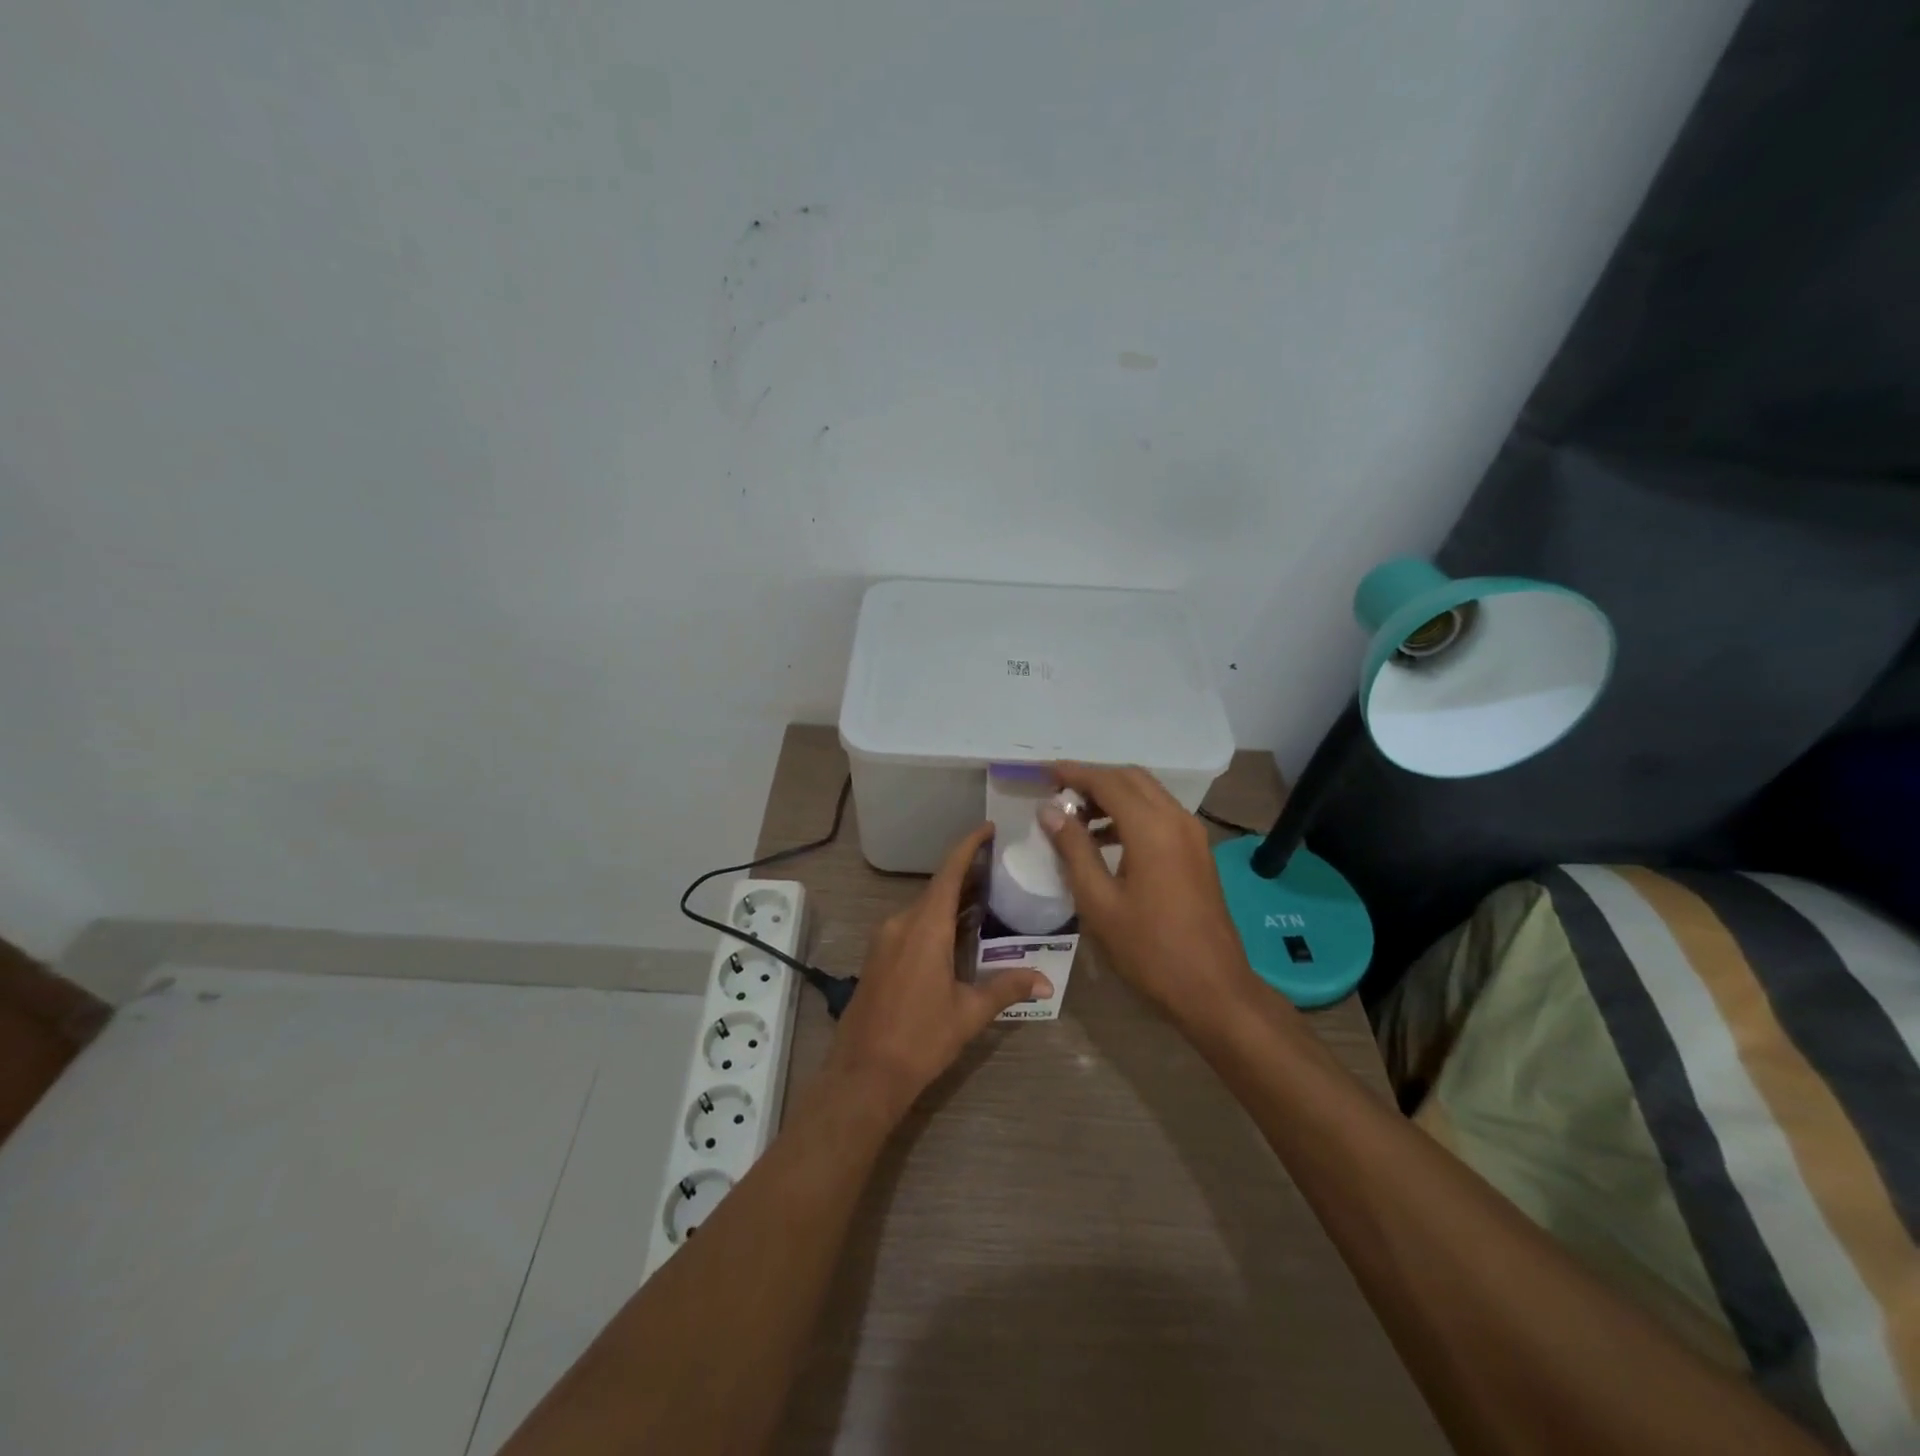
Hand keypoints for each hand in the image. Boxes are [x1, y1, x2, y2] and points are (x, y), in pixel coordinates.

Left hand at [822, 824, 1051, 1118]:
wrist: (863, 1074)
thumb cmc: (920, 1039)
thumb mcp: (969, 1013)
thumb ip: (1006, 989)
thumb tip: (1045, 981)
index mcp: (925, 927)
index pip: (950, 872)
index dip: (969, 846)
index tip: (989, 828)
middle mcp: (902, 923)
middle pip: (938, 888)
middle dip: (968, 876)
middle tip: (1001, 869)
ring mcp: (886, 939)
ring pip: (924, 908)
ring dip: (952, 901)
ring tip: (986, 899)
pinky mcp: (879, 956)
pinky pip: (912, 925)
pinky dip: (936, 920)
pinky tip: (957, 934)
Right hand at [1042, 763, 1264, 1031]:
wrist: (1212, 987)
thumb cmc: (1148, 949)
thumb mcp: (1098, 901)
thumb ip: (1073, 849)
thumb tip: (1050, 810)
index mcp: (1151, 828)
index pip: (1107, 781)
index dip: (1073, 773)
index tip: (1043, 773)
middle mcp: (1176, 819)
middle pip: (1130, 779)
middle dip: (1093, 779)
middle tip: (1057, 793)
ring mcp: (1192, 834)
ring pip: (1147, 794)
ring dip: (1112, 796)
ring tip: (1074, 818)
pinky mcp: (1197, 851)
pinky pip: (1159, 814)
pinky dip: (1130, 814)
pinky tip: (1105, 840)